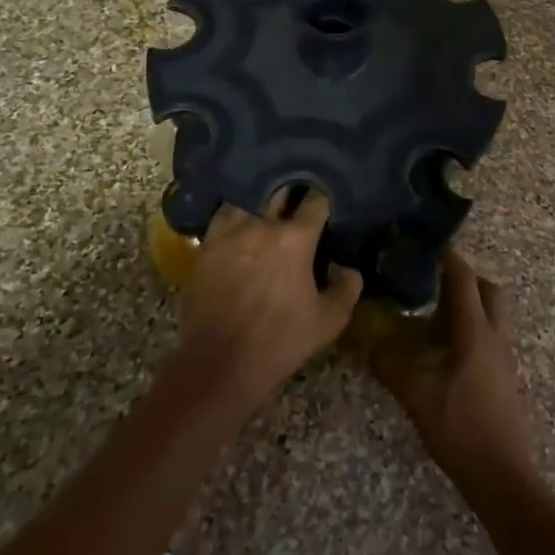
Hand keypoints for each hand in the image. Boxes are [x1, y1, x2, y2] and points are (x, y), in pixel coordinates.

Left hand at [178, 189, 363, 412]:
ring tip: (268, 207)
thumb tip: (348, 268)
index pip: (316, 201)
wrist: (218, 364)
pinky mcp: (206, 246)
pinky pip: (223, 217)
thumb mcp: (328, 322)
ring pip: (248, 198)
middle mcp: (261, 225)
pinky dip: (235, 215)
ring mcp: (229, 232)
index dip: (325, 198)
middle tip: (300, 199)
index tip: (328, 203)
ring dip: (261, 200)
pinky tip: (241, 224)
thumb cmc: (279, 342)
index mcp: (295, 239)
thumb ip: (347, 288)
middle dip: (293, 191)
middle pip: (280, 190)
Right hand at [371, 252, 537, 500]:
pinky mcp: (504, 376)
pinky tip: (445, 350)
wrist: (504, 477)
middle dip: (463, 278)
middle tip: (432, 280)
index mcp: (475, 330)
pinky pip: (490, 336)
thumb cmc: (460, 428)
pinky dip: (470, 329)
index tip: (425, 244)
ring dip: (468, 304)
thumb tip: (366, 337)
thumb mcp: (416, 394)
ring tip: (433, 314)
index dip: (447, 257)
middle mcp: (495, 335)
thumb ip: (390, 363)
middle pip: (487, 289)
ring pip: (491, 313)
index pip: (463, 278)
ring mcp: (504, 357)